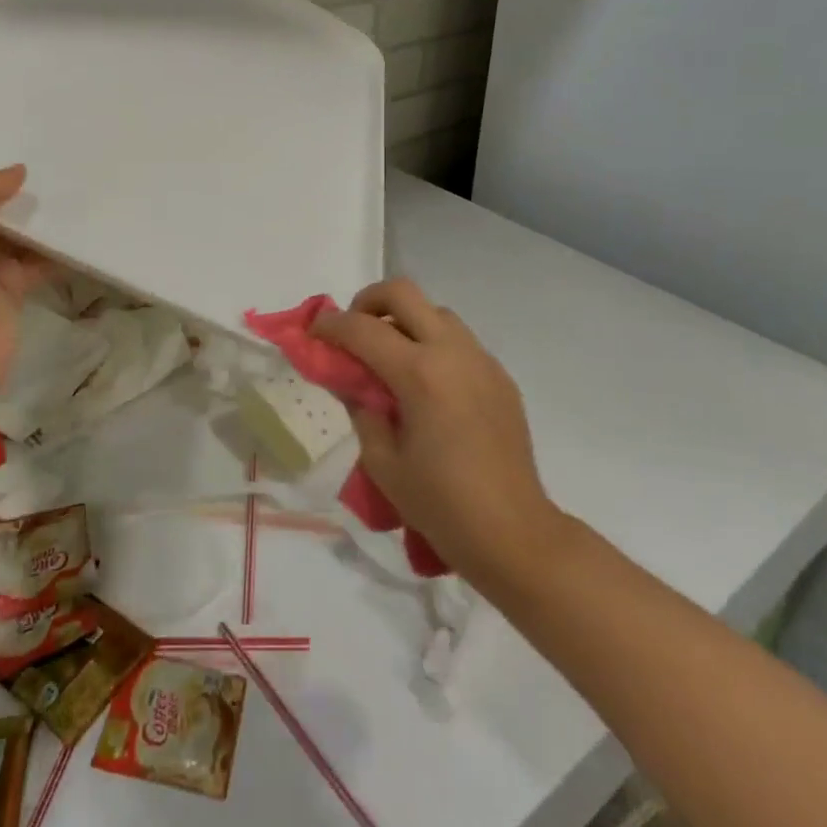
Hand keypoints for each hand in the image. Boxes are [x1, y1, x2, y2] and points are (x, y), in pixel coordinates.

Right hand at [314, 279, 563, 589]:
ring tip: (390, 358)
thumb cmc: (440, 504)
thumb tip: (351, 380)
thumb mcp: (382, 461)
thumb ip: (361, 408)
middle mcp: (452, 353)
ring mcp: (481, 361)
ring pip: (435, 312)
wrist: (514, 533)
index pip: (362, 328)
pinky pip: (459, 341)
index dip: (330, 326)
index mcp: (419, 374)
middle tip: (353, 332)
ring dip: (405, 321)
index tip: (313, 335)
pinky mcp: (499, 376)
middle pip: (403, 293)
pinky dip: (433, 344)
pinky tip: (427, 385)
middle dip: (368, 302)